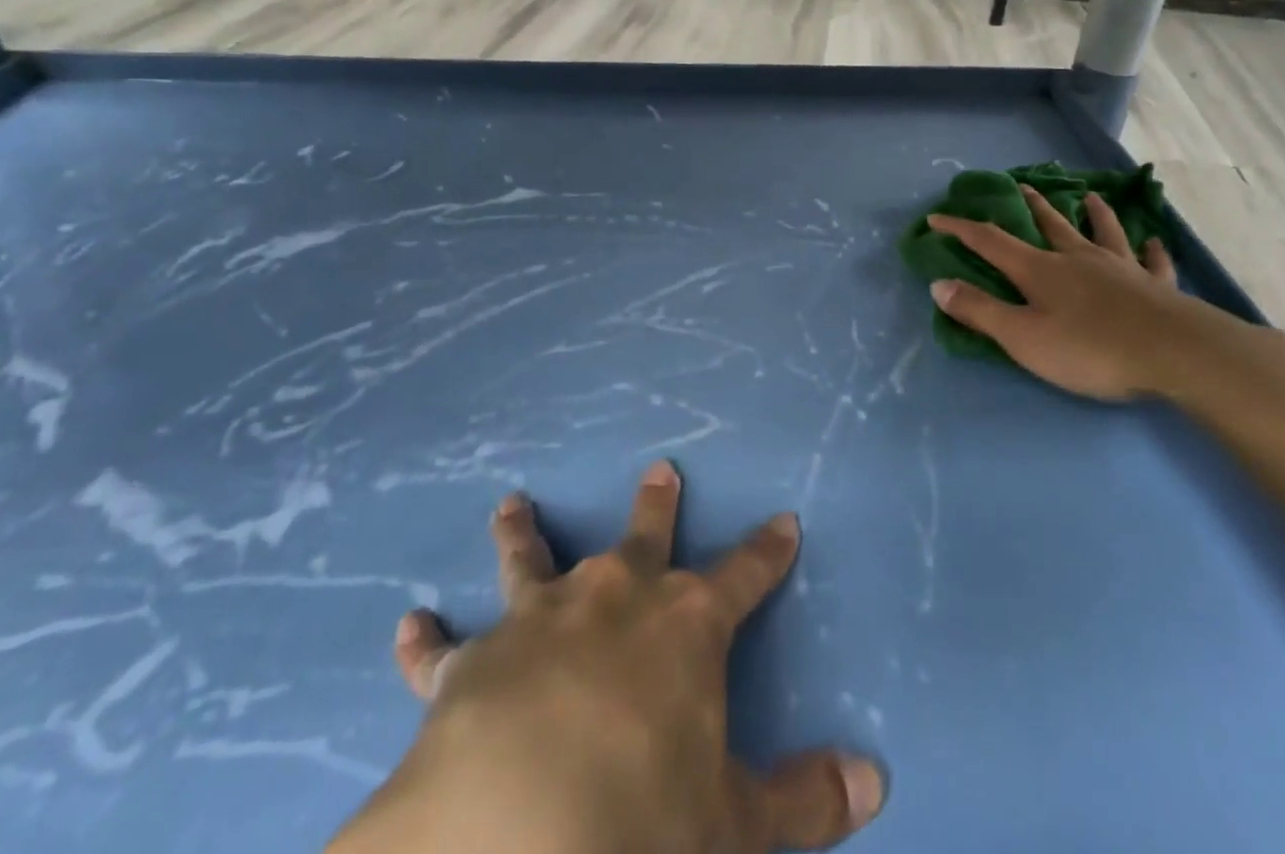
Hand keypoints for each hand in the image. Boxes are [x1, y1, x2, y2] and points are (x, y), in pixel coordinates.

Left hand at [329, 462, 885, 853]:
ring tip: (510, 503)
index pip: (745, 573)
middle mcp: (614, 599)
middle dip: (657, 505)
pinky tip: (407, 625)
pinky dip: (425, 641)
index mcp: (685, 624)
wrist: (513, 840)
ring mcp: (539, 621)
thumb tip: (877, 782)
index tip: (784, 519)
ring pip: (532, 559)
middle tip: (660, 468)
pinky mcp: (469, 663)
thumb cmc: (641, 822)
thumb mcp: (736, 826)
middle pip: (644, 535)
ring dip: (522, 533)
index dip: (767, 550)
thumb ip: (805, 801)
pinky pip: (440, 650)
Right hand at [926, 186, 1270, 402]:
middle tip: (1022, 185)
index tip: (937, 217)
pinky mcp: (1156, 287)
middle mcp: (1078, 259)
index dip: (961, 229)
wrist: (1175, 354)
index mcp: (1040, 270)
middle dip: (1031, 206)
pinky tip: (1154, 242)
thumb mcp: (1022, 337)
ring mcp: (1121, 269)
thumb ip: (980, 311)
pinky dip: (1151, 251)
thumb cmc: (1090, 348)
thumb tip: (938, 285)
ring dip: (1095, 215)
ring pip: (1104, 233)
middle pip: (1050, 225)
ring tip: (1091, 197)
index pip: (991, 241)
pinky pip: (1153, 262)